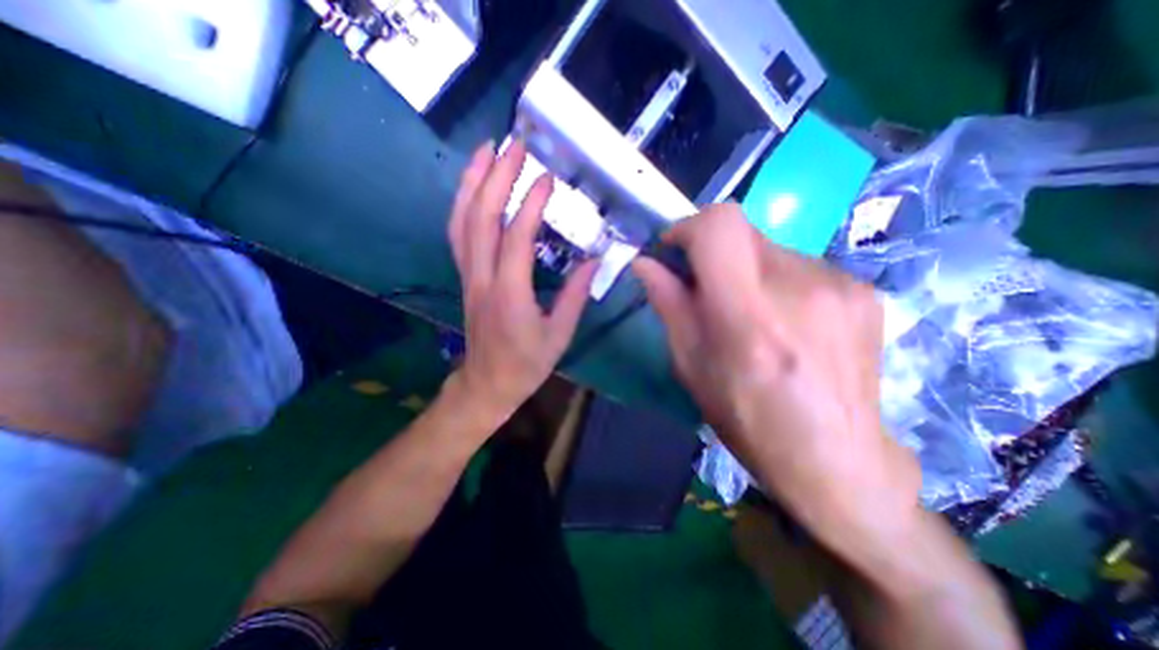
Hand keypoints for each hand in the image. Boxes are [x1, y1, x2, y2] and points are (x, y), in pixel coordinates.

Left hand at [448, 141, 596, 418]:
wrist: (488, 383)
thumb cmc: (527, 364)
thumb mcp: (560, 335)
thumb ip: (576, 295)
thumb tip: (594, 260)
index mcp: (510, 294)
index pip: (517, 237)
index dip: (532, 204)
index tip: (548, 177)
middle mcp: (482, 278)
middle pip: (481, 218)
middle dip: (496, 176)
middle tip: (515, 145)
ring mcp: (468, 276)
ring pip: (462, 221)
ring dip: (472, 182)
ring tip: (486, 150)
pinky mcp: (465, 277)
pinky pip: (458, 234)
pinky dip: (464, 204)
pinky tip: (475, 187)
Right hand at [630, 203, 918, 542]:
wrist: (838, 460)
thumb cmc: (748, 419)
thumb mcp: (691, 366)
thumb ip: (669, 305)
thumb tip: (644, 263)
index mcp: (748, 316)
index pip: (720, 225)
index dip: (689, 227)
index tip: (675, 250)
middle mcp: (799, 288)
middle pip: (743, 229)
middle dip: (714, 250)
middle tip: (708, 287)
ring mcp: (840, 285)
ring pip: (770, 247)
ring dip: (747, 269)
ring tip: (752, 314)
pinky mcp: (865, 290)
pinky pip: (801, 265)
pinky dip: (778, 281)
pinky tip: (787, 321)